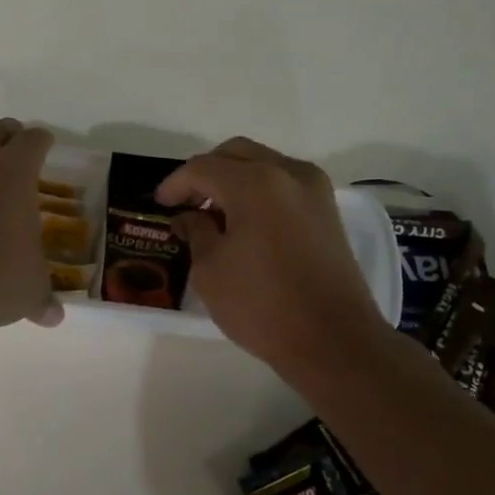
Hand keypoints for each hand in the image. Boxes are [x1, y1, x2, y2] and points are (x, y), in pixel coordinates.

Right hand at [157, 137, 386, 374]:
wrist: (334, 341)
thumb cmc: (263, 306)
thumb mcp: (210, 270)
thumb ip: (196, 232)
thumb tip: (189, 217)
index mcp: (254, 183)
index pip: (202, 168)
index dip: (175, 184)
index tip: (160, 204)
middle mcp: (287, 173)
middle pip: (235, 154)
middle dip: (206, 172)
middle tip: (186, 202)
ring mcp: (314, 189)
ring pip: (263, 164)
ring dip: (234, 178)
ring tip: (214, 213)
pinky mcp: (327, 210)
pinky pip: (284, 182)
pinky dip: (259, 190)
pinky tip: (244, 220)